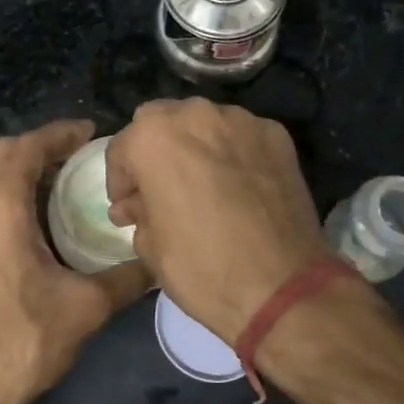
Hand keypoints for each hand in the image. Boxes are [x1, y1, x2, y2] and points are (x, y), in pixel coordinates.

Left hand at [0, 120, 150, 403]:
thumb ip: (127, 277)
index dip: (60, 133)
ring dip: (8, 171)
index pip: (28, 146)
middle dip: (35, 148)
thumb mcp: (86, 308)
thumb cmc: (20, 341)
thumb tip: (158, 262)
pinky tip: (9, 228)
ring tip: (43, 187)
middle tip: (71, 158)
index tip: (88, 131)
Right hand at [106, 99, 330, 344]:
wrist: (283, 287)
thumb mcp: (150, 247)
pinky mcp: (277, 135)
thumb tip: (135, 204)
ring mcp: (242, 120)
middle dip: (155, 150)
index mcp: (154, 137)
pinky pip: (241, 135)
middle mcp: (196, 115)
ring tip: (203, 184)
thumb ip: (138, 211)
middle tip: (162, 188)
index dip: (120, 181)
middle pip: (162, 120)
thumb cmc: (203, 269)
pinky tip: (238, 185)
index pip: (122, 148)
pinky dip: (232, 152)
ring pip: (204, 122)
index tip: (128, 207)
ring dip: (195, 146)